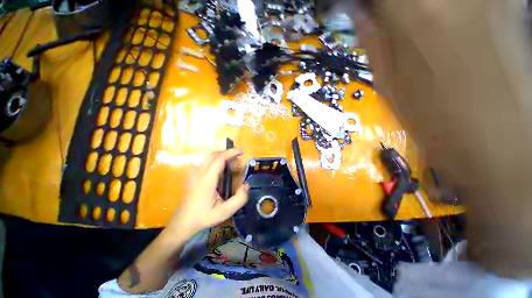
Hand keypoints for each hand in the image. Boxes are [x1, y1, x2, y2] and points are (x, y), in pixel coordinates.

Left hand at [168, 149, 248, 236]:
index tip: (242, 151)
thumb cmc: (203, 217)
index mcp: (207, 179)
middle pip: (214, 154)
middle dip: (228, 154)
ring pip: (210, 157)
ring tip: (231, 167)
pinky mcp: (192, 175)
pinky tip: (221, 171)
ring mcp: (194, 173)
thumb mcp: (225, 212)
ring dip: (222, 157)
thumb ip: (239, 199)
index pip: (219, 159)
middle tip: (238, 163)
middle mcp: (199, 172)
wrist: (182, 222)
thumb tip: (247, 185)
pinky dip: (216, 161)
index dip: (231, 152)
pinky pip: (206, 162)